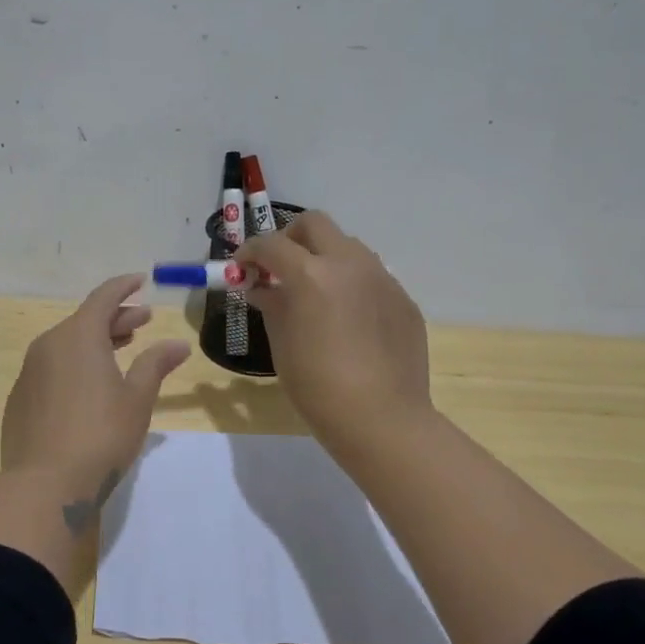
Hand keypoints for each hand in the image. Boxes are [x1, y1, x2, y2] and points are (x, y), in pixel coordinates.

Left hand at [1, 274, 191, 493]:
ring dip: (94, 342)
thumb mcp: (137, 399)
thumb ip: (155, 364)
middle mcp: (49, 345)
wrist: (44, 485)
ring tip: (119, 350)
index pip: (103, 297)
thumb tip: (178, 344)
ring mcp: (29, 372)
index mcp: (78, 336)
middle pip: (85, 321)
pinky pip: (51, 369)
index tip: (140, 281)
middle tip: (142, 322)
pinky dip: (73, 366)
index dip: (124, 287)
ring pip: (66, 345)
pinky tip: (89, 386)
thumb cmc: (100, 435)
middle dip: (115, 318)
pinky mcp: (19, 399)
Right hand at [236, 212, 432, 451]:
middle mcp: (349, 264)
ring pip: (347, 246)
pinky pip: (371, 277)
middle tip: (279, 267)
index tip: (242, 268)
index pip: (271, 245)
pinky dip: (350, 284)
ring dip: (324, 257)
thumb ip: (271, 304)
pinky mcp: (403, 299)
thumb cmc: (318, 386)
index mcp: (312, 274)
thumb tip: (262, 287)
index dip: (250, 252)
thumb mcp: (282, 343)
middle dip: (290, 238)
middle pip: (314, 224)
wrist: (383, 419)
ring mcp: (382, 278)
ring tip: (315, 293)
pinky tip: (347, 320)